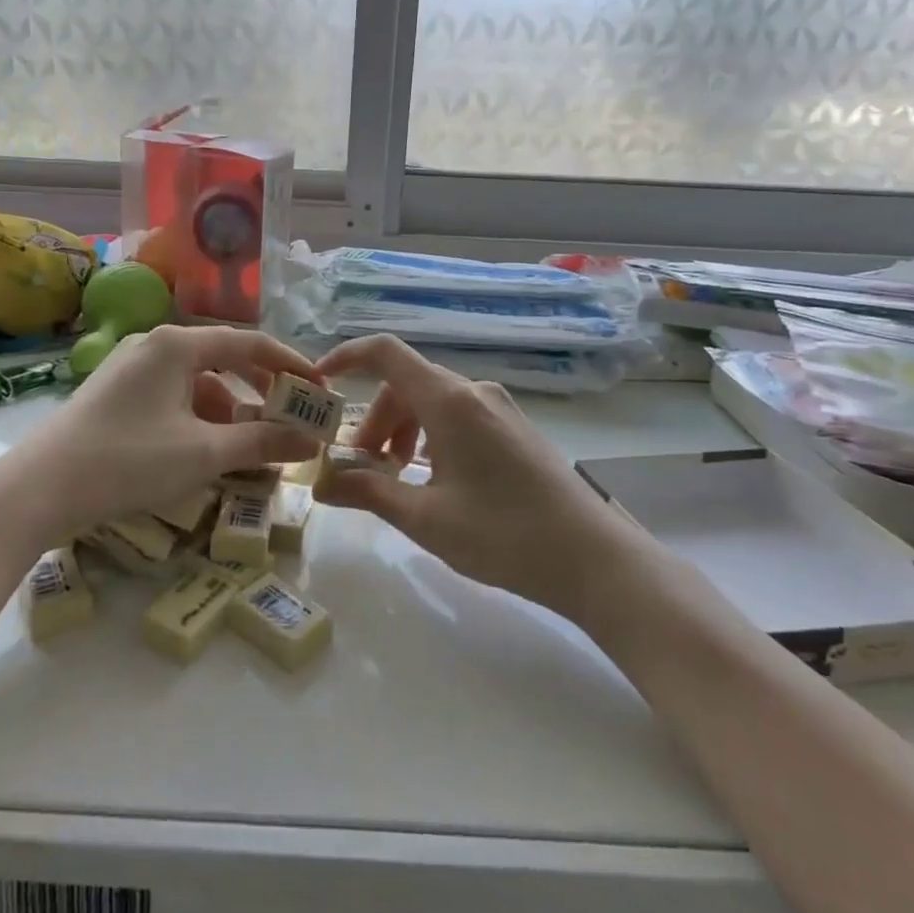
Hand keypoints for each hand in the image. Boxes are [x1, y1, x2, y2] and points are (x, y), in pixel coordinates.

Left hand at [7, 325, 325, 546]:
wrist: (37, 491)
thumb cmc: (128, 460)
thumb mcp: (203, 453)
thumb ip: (262, 443)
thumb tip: (311, 441)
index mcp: (177, 344)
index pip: (250, 342)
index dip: (290, 364)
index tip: (319, 389)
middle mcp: (154, 346)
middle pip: (224, 360)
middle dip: (262, 391)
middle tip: (293, 418)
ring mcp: (131, 370)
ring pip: (198, 384)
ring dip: (231, 412)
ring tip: (254, 448)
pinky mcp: (116, 396)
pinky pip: (173, 400)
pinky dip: (199, 421)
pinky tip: (209, 453)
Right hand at [314, 335, 631, 620]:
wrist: (593, 559)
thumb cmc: (503, 534)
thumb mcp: (425, 518)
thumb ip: (368, 492)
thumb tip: (321, 484)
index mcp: (450, 401)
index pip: (386, 353)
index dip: (347, 357)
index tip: (320, 382)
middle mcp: (474, 392)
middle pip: (407, 384)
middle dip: (374, 419)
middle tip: (362, 467)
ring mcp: (499, 408)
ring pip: (432, 401)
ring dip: (402, 429)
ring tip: (396, 476)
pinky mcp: (514, 427)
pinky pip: (458, 415)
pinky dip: (430, 435)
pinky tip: (434, 478)